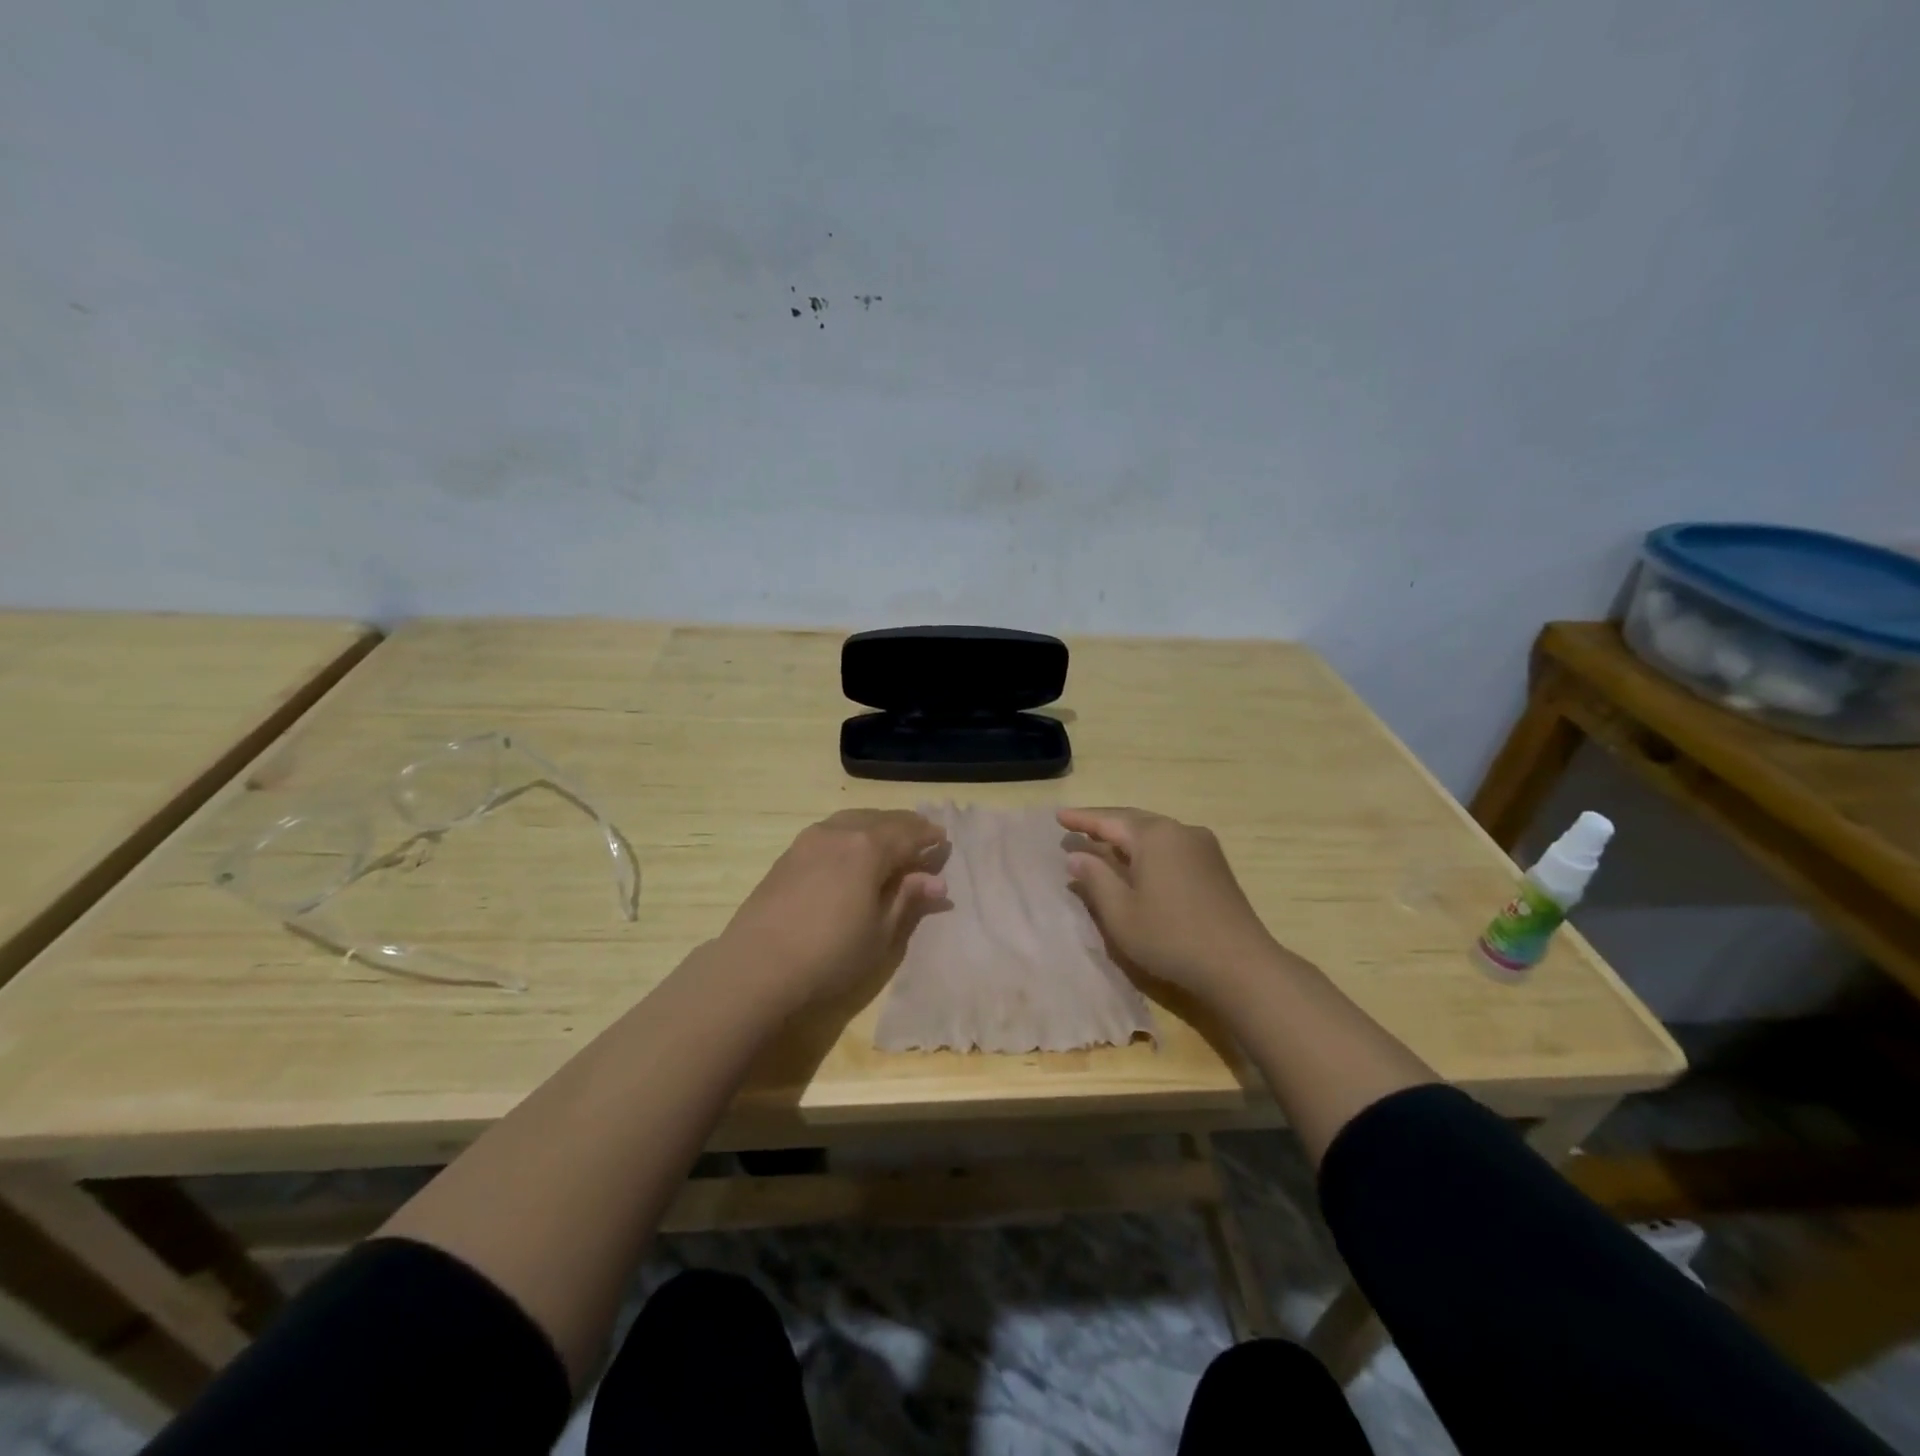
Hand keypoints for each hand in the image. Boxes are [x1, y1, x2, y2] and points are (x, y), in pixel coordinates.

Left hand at [719, 810, 947, 1009]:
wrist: (757, 967)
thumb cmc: (831, 955)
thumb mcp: (881, 933)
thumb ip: (908, 899)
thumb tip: (936, 881)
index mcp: (869, 848)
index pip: (908, 833)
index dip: (928, 837)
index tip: (943, 840)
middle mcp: (840, 832)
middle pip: (881, 820)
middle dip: (905, 826)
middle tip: (922, 834)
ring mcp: (809, 840)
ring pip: (853, 820)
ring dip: (876, 825)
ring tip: (889, 839)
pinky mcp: (788, 854)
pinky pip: (831, 831)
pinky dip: (851, 833)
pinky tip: (851, 850)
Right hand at [1058, 807, 1281, 1002]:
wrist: (1240, 964)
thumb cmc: (1171, 937)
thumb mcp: (1121, 912)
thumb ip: (1095, 879)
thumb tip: (1077, 856)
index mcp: (1154, 836)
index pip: (1108, 820)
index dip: (1081, 819)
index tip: (1058, 816)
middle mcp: (1180, 830)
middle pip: (1133, 820)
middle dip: (1104, 822)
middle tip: (1076, 825)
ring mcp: (1203, 846)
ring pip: (1154, 832)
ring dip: (1126, 836)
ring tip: (1102, 842)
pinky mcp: (1215, 866)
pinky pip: (1171, 845)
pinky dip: (1147, 848)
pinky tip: (1138, 862)